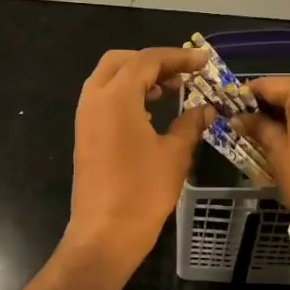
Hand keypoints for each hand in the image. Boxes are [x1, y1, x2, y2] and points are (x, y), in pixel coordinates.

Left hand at [62, 47, 213, 274]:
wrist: (105, 233)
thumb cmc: (142, 192)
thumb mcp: (174, 154)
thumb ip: (190, 124)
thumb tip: (206, 109)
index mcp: (117, 97)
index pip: (147, 60)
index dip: (178, 57)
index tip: (203, 61)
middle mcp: (95, 99)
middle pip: (121, 61)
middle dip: (153, 61)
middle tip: (183, 73)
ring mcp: (85, 117)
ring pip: (108, 78)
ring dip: (137, 76)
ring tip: (170, 90)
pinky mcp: (84, 134)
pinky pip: (103, 99)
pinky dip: (126, 94)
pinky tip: (150, 112)